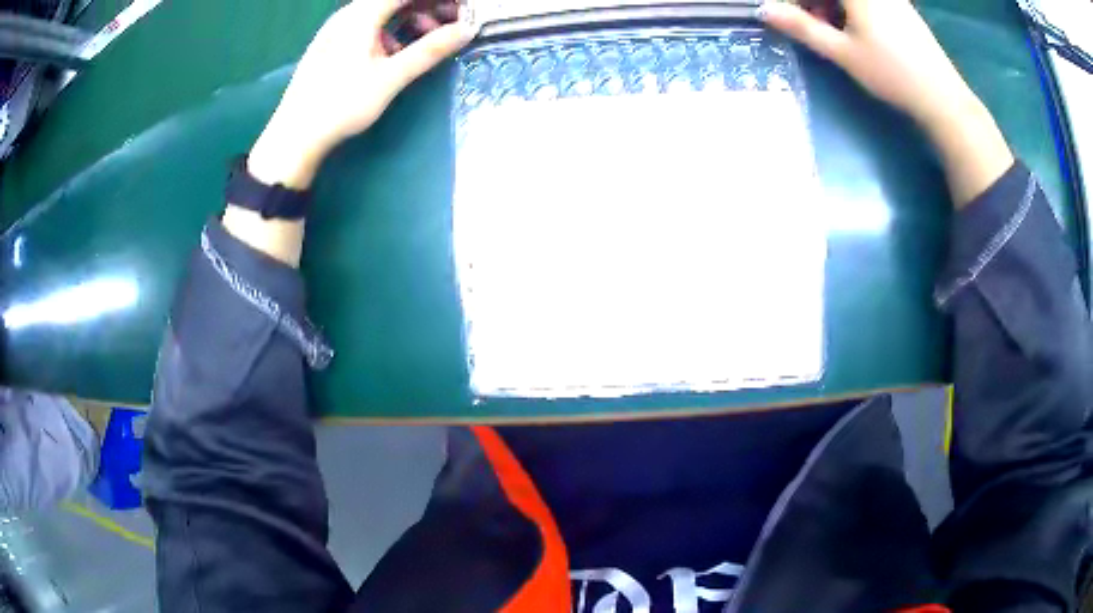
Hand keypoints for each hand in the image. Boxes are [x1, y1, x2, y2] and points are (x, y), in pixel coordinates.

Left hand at [249, 0, 476, 188]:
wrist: (294, 136)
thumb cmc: (342, 104)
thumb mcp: (391, 77)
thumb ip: (430, 50)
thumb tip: (467, 29)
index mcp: (361, 15)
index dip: (438, 0)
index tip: (460, 10)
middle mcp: (347, 15)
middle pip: (393, 0)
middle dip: (426, 7)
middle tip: (449, 27)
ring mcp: (335, 29)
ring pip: (380, 12)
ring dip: (409, 19)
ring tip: (424, 42)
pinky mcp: (330, 44)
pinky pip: (366, 25)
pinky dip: (388, 31)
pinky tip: (392, 54)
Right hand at [760, 0, 975, 128]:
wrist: (942, 97)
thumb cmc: (891, 74)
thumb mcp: (842, 52)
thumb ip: (802, 27)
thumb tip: (764, 9)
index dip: (798, 2)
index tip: (788, 14)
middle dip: (814, 3)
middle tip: (809, 23)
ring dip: (832, 6)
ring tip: (832, 31)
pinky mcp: (902, 7)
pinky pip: (868, 1)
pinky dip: (853, 9)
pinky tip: (856, 30)